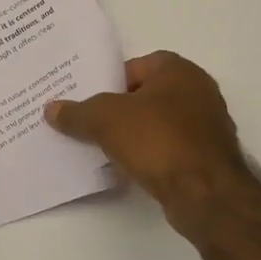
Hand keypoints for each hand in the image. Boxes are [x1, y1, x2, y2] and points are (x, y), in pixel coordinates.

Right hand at [45, 51, 251, 212]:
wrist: (205, 193)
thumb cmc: (157, 139)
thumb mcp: (105, 120)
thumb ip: (77, 113)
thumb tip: (51, 109)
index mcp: (178, 70)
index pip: (135, 66)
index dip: (109, 82)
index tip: (88, 101)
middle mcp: (198, 90)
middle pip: (146, 95)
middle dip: (119, 110)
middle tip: (91, 124)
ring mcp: (208, 125)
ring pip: (159, 123)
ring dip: (135, 134)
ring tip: (104, 148)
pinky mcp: (209, 157)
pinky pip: (170, 148)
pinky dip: (151, 155)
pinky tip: (130, 168)